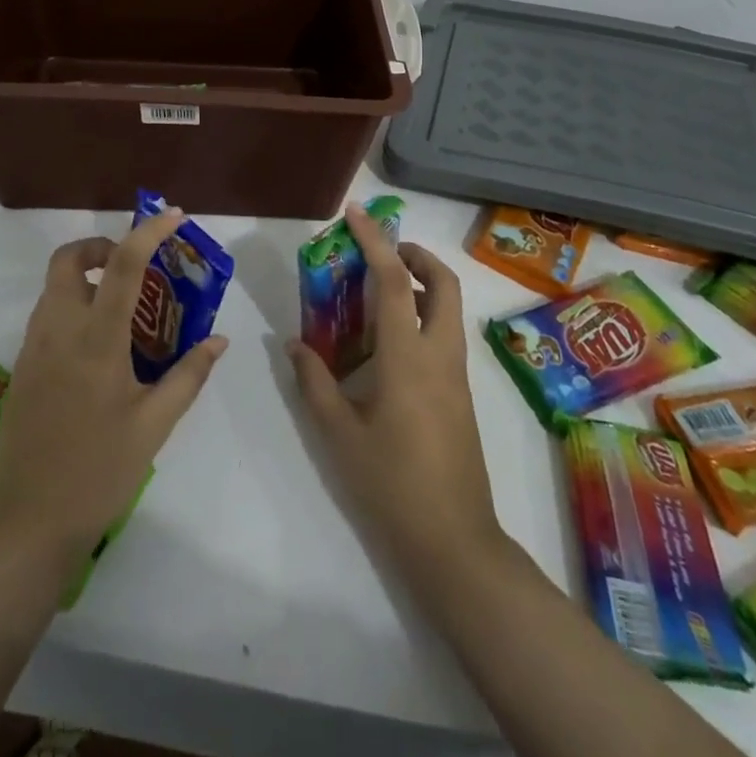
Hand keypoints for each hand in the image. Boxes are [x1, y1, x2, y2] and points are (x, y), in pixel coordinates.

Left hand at [0, 209, 228, 572]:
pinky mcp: (21, 368)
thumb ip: (189, 375)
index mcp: (95, 339)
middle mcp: (58, 330)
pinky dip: (73, 305)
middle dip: (100, 246)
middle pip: (68, 258)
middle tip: (134, 265)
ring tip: (124, 306)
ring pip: (54, 286)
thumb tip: (218, 340)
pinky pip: (47, 315)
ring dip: (86, 276)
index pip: (122, 263)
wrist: (26, 525)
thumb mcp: (154, 425)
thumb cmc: (98, 472)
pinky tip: (100, 345)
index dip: (149, 231)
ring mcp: (33, 348)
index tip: (174, 216)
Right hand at [287, 204, 504, 590]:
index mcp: (409, 357)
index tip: (356, 213)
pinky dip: (422, 316)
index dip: (375, 241)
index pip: (393, 281)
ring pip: (449, 308)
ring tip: (375, 294)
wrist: (454, 543)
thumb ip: (314, 382)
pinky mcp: (461, 395)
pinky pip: (444, 335)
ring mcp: (457, 375)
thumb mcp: (339, 433)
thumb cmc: (391, 485)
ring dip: (421, 284)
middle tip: (380, 253)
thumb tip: (294, 343)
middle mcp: (440, 355)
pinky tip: (386, 343)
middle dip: (416, 255)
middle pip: (444, 283)